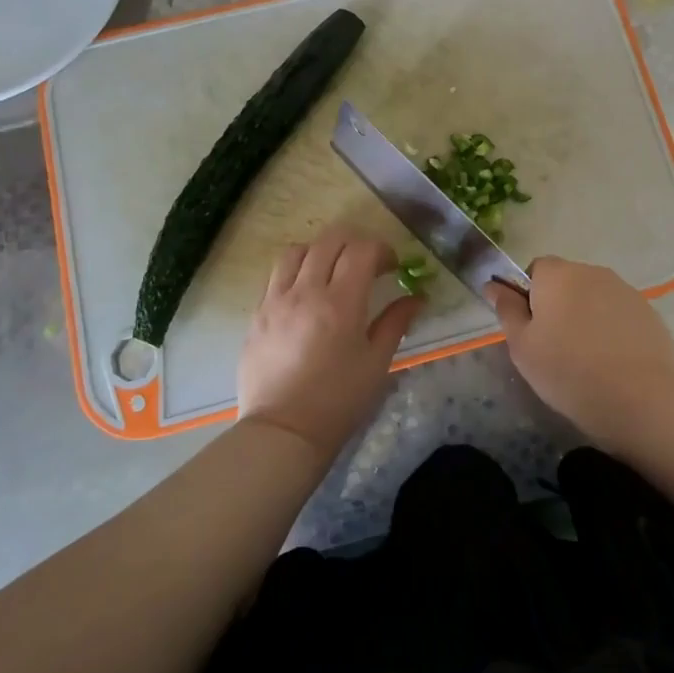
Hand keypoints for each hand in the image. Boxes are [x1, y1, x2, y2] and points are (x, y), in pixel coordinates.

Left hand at [237, 227, 421, 459]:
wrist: (283, 432)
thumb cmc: (338, 401)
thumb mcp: (376, 363)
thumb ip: (395, 322)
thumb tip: (416, 297)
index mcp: (340, 303)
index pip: (361, 249)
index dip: (381, 250)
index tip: (392, 267)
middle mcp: (305, 291)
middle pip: (329, 240)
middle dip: (354, 242)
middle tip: (367, 263)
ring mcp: (275, 300)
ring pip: (297, 251)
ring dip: (320, 251)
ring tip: (332, 271)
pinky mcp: (257, 314)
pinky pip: (276, 276)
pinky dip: (296, 271)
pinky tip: (306, 294)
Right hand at [486, 258, 673, 445]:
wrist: (639, 398)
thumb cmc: (568, 371)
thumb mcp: (522, 346)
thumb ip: (507, 310)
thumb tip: (493, 285)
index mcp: (557, 274)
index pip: (536, 269)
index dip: (530, 296)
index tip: (532, 329)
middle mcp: (592, 272)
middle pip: (567, 282)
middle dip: (559, 306)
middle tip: (555, 347)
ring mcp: (625, 290)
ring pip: (594, 298)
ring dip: (587, 317)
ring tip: (587, 358)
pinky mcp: (648, 312)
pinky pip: (619, 314)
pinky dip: (612, 330)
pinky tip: (613, 362)